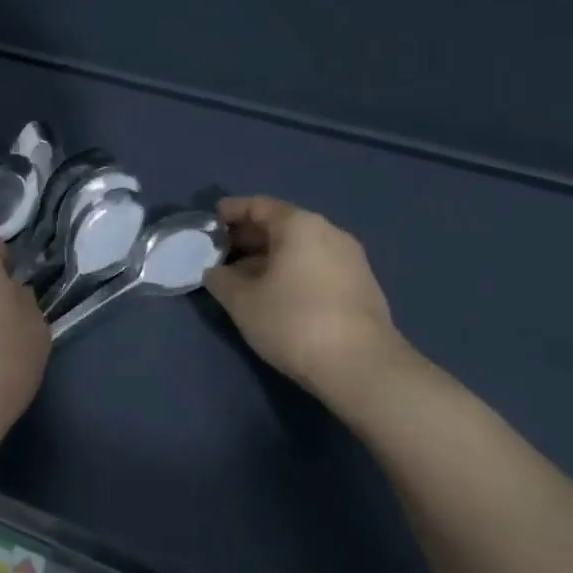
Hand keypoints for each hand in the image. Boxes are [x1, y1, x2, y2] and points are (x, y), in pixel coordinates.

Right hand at [203, 196, 419, 413]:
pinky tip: (278, 294)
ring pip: (301, 248)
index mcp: (300, 225)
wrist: (361, 367)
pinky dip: (293, 272)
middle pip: (282, 225)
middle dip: (249, 237)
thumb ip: (221, 280)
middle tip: (222, 251)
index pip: (259, 206)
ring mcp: (351, 259)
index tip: (210, 220)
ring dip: (271, 257)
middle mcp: (329, 232)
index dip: (231, 211)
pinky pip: (318, 267)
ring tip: (245, 277)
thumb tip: (215, 272)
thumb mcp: (242, 301)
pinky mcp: (362, 286)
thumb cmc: (293, 321)